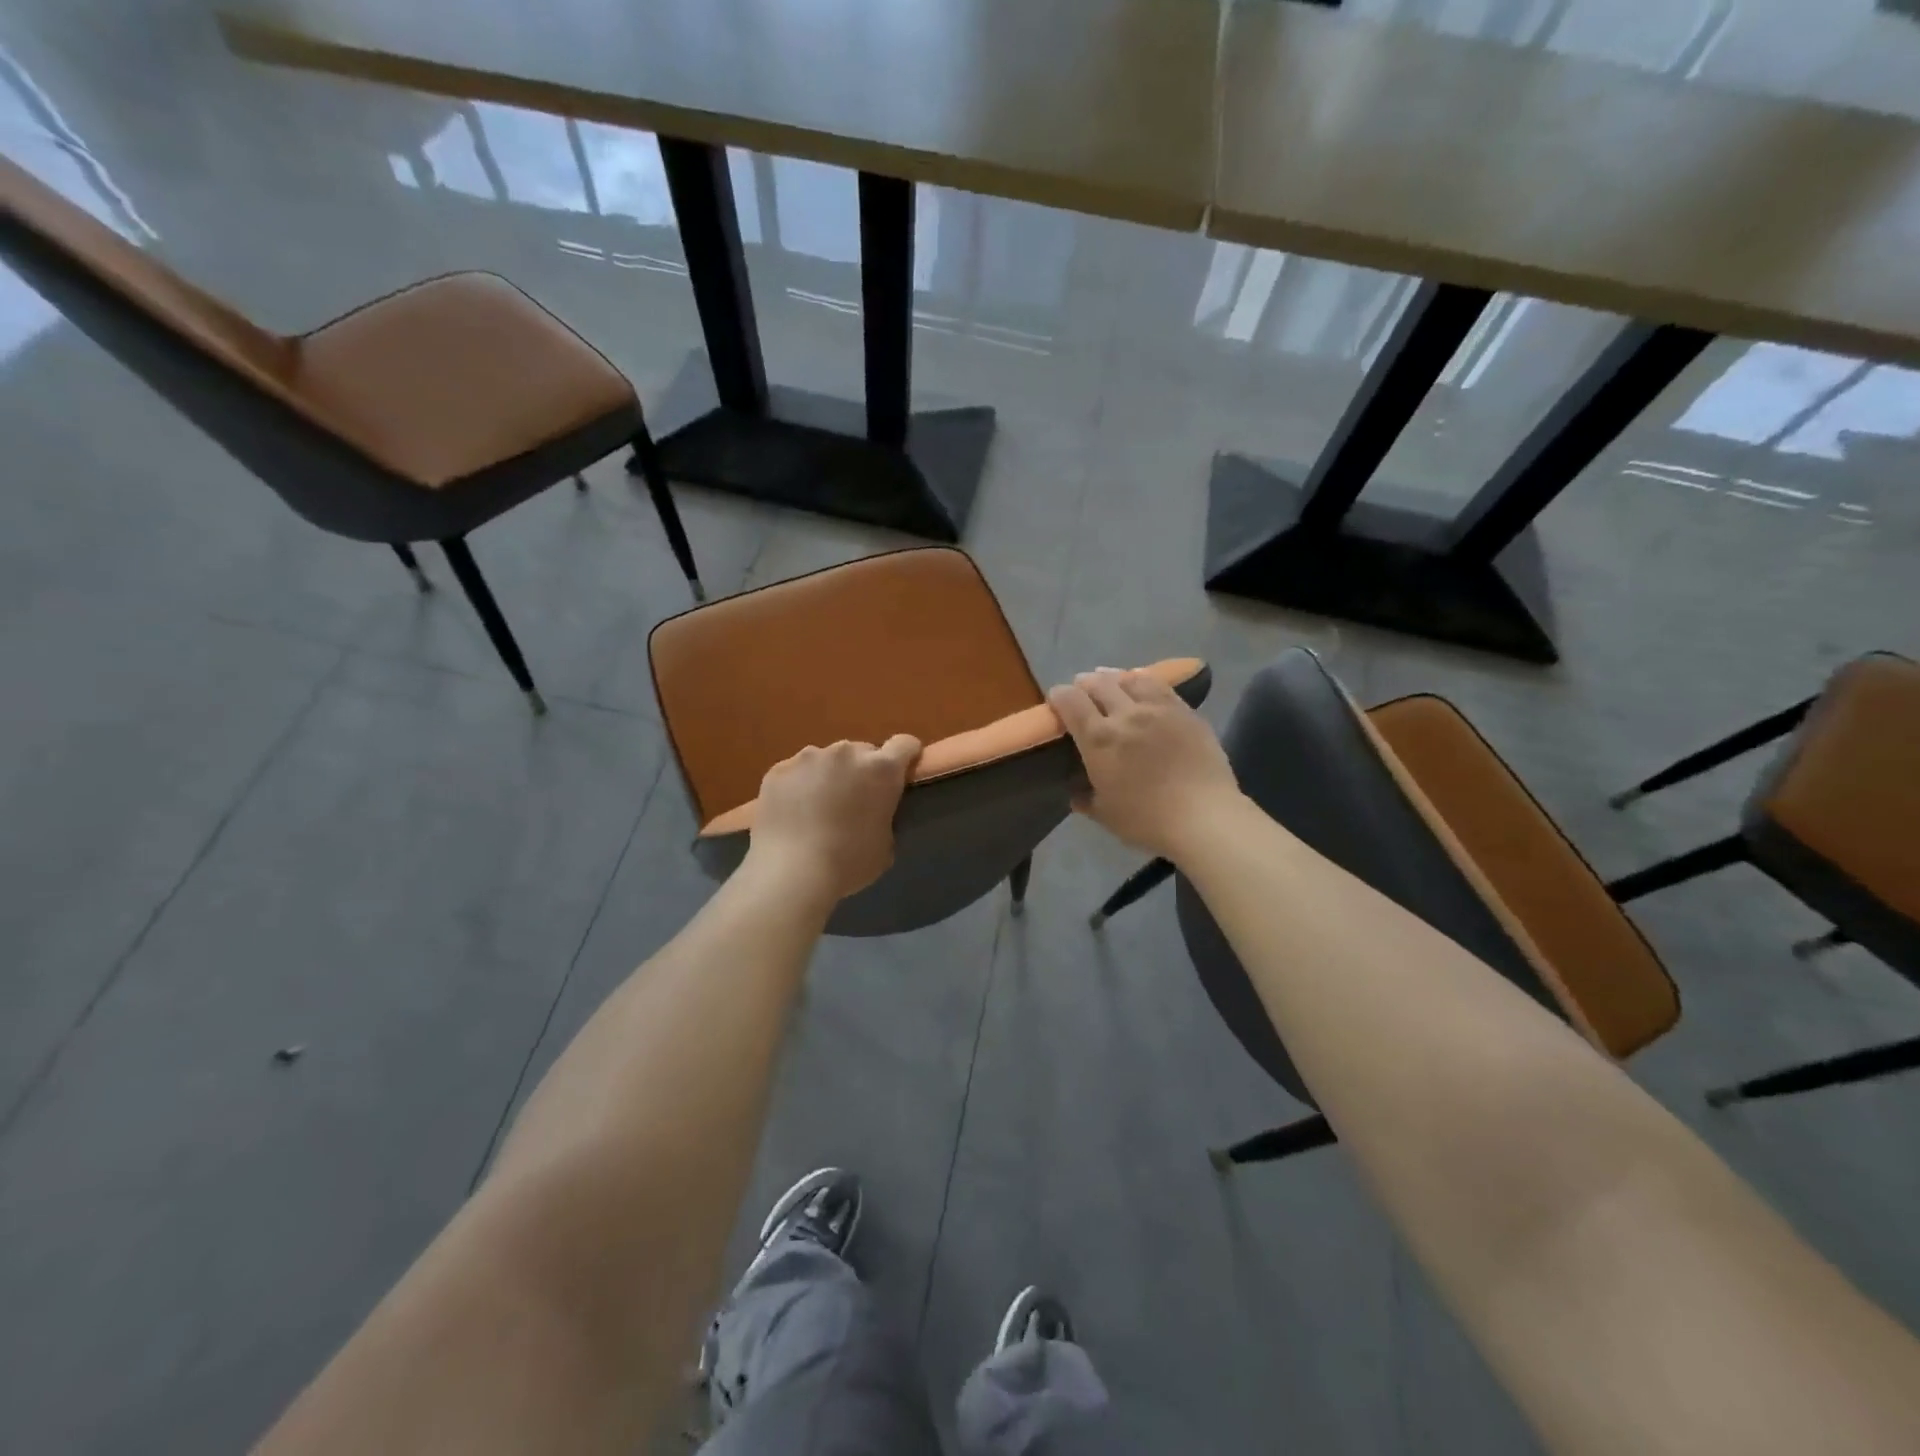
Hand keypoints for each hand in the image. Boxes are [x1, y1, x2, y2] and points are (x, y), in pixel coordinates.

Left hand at [743, 735, 921, 907]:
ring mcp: (808, 757)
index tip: (901, 774)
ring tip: (817, 808)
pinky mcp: (779, 769)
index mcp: (881, 769)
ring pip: (826, 759)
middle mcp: (847, 752)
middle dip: (862, 771)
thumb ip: (885, 817)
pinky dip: (798, 786)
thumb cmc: (848, 863)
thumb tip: (875, 812)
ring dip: (828, 776)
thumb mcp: (886, 845)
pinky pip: (795, 772)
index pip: (905, 744)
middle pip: (863, 751)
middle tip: (854, 801)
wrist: (790, 873)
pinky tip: (792, 813)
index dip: (906, 756)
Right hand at [1049, 669, 1241, 859]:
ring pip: (1130, 678)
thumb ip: (1085, 799)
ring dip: (1113, 677)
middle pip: (1098, 683)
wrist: (1203, 817)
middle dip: (1084, 683)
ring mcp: (1158, 709)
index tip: (1056, 701)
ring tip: (1110, 681)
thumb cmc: (1147, 820)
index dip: (1058, 696)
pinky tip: (1142, 683)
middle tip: (1082, 691)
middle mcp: (1125, 714)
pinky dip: (1143, 680)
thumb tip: (1076, 793)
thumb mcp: (1105, 815)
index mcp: (1098, 739)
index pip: (1070, 701)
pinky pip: (1160, 686)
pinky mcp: (1185, 712)